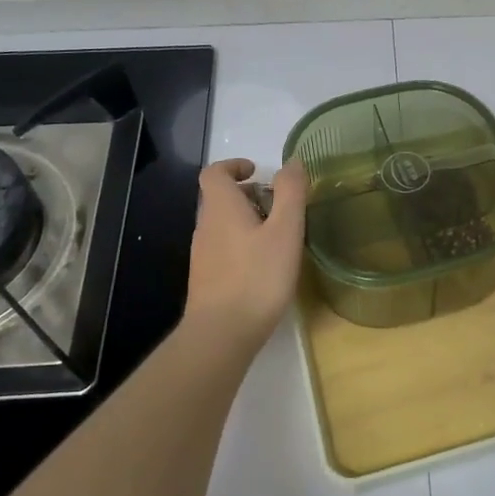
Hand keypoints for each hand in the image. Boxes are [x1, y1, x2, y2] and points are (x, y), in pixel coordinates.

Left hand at [183, 158, 307, 352]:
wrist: (222, 333)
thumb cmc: (257, 277)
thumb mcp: (285, 231)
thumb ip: (290, 193)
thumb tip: (291, 162)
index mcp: (221, 208)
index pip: (215, 173)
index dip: (234, 166)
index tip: (257, 172)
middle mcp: (206, 226)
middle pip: (221, 198)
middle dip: (249, 195)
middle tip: (280, 207)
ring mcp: (203, 255)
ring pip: (224, 225)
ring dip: (248, 221)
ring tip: (279, 238)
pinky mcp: (207, 279)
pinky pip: (224, 249)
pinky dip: (243, 245)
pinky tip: (265, 266)